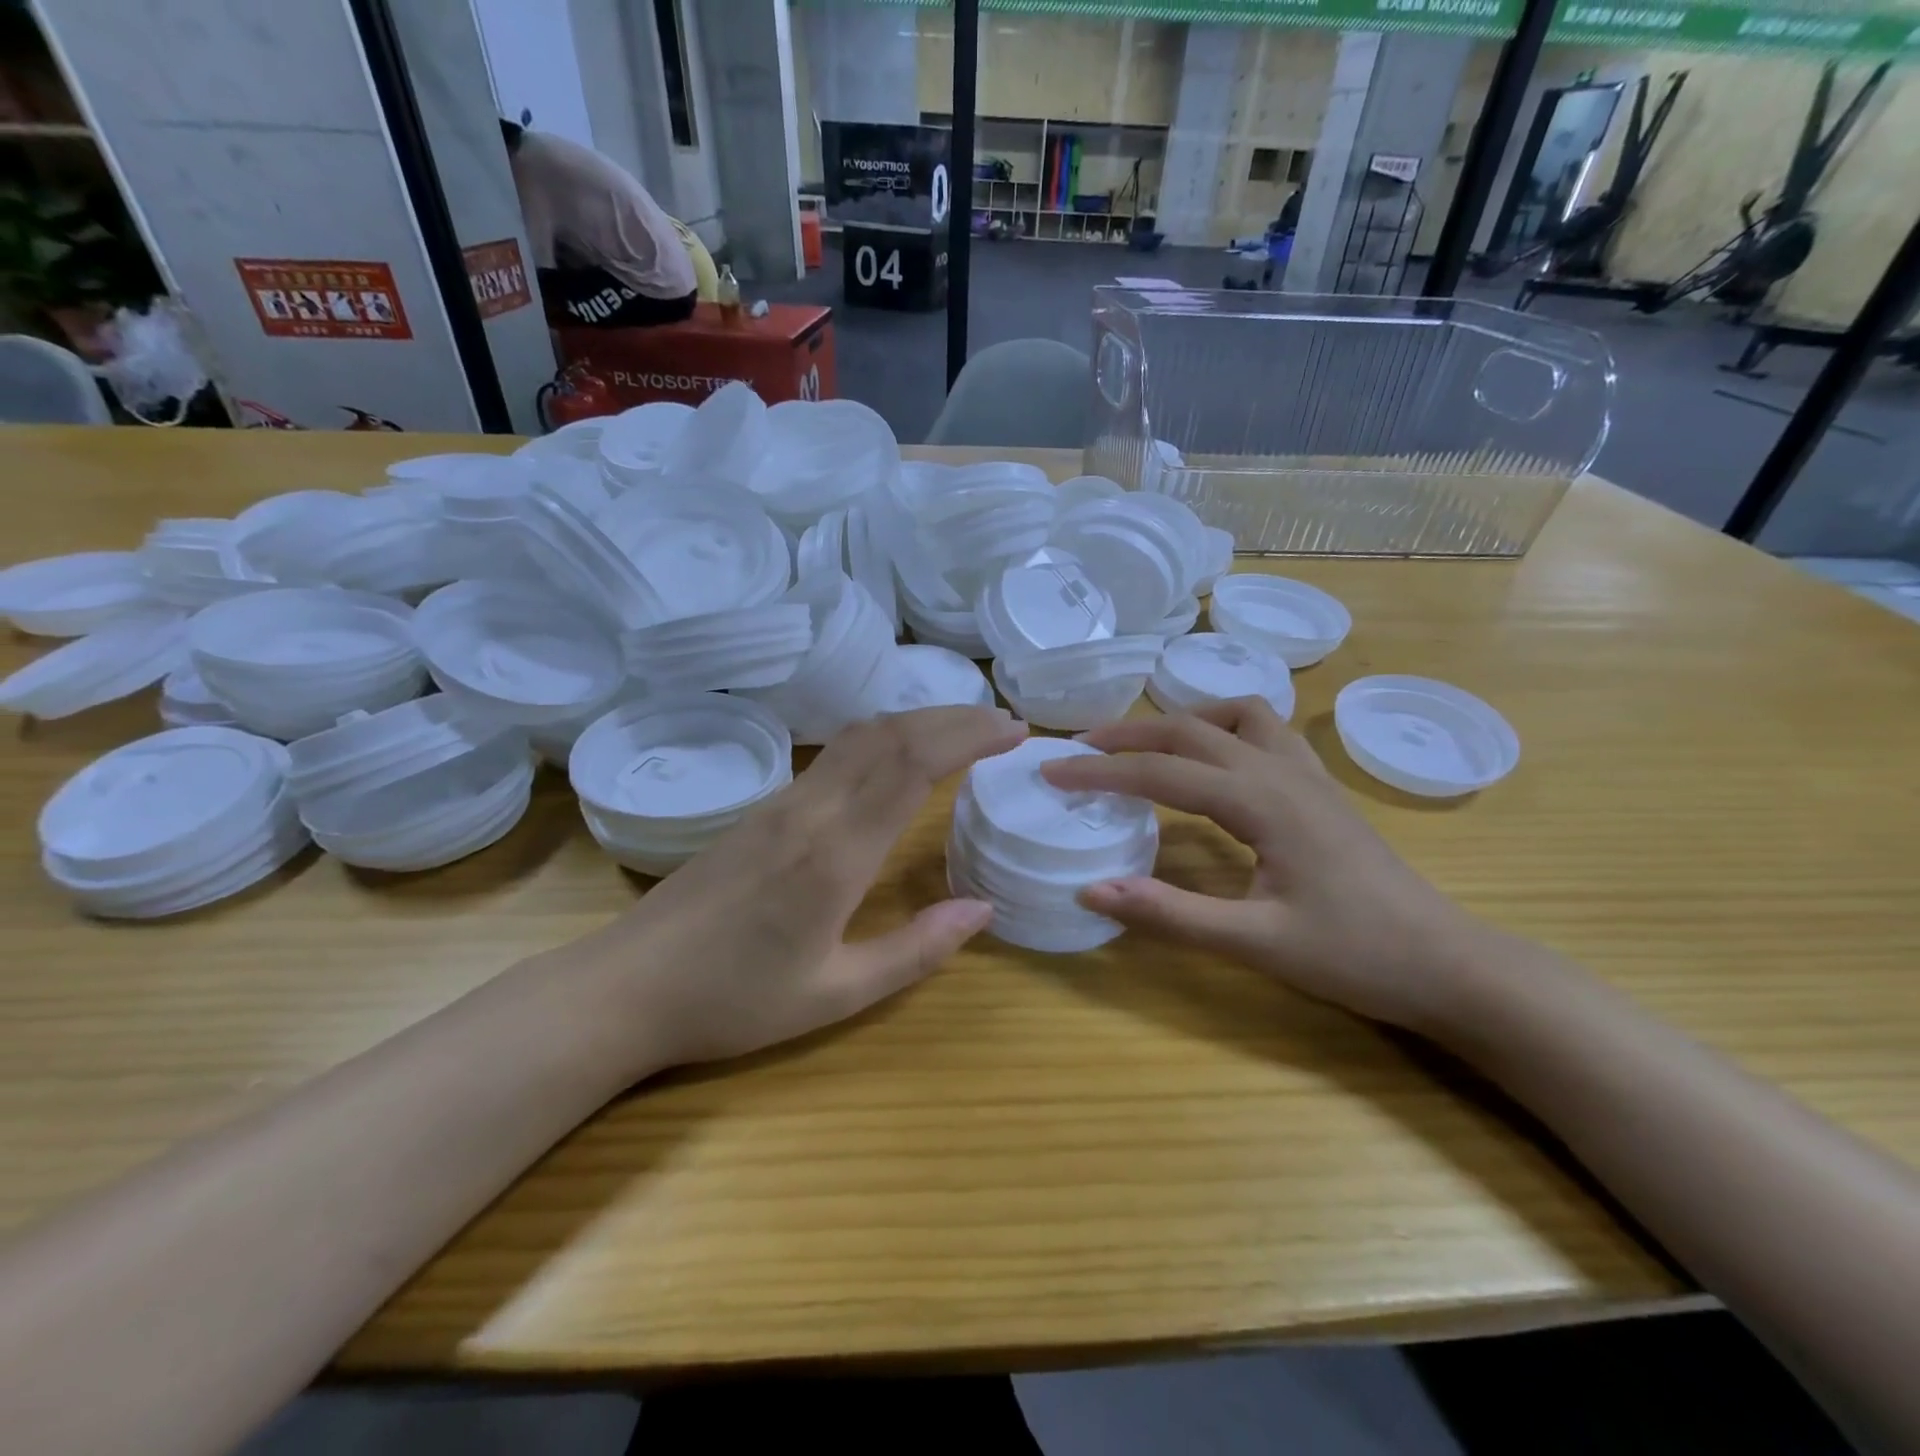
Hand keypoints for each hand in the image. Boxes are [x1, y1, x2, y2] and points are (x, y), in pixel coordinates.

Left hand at [565, 706, 1026, 1071]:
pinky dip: (883, 739)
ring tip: (962, 732)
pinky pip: (835, 755)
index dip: (968, 737)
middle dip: (954, 718)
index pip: (912, 764)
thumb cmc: (733, 1000)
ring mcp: (782, 803)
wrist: (627, 986)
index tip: (1013, 733)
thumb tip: (982, 910)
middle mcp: (811, 810)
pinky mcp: (762, 809)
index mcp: (836, 853)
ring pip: (859, 737)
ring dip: (917, 721)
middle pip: (890, 734)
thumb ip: (915, 951)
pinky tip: (897, 758)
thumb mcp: (834, 994)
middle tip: (1004, 724)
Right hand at [1040, 700, 1490, 1033]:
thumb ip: (1170, 914)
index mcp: (1261, 801)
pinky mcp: (1320, 788)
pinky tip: (1212, 762)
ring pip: (1234, 716)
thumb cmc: (1356, 955)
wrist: (1449, 964)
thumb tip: (1090, 890)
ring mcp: (1307, 774)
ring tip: (1144, 748)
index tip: (1051, 773)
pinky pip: (1265, 732)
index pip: (1161, 772)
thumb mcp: (1255, 942)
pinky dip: (1223, 729)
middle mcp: (1280, 771)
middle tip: (1079, 750)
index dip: (1100, 772)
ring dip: (1181, 721)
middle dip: (1128, 734)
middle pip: (1190, 728)